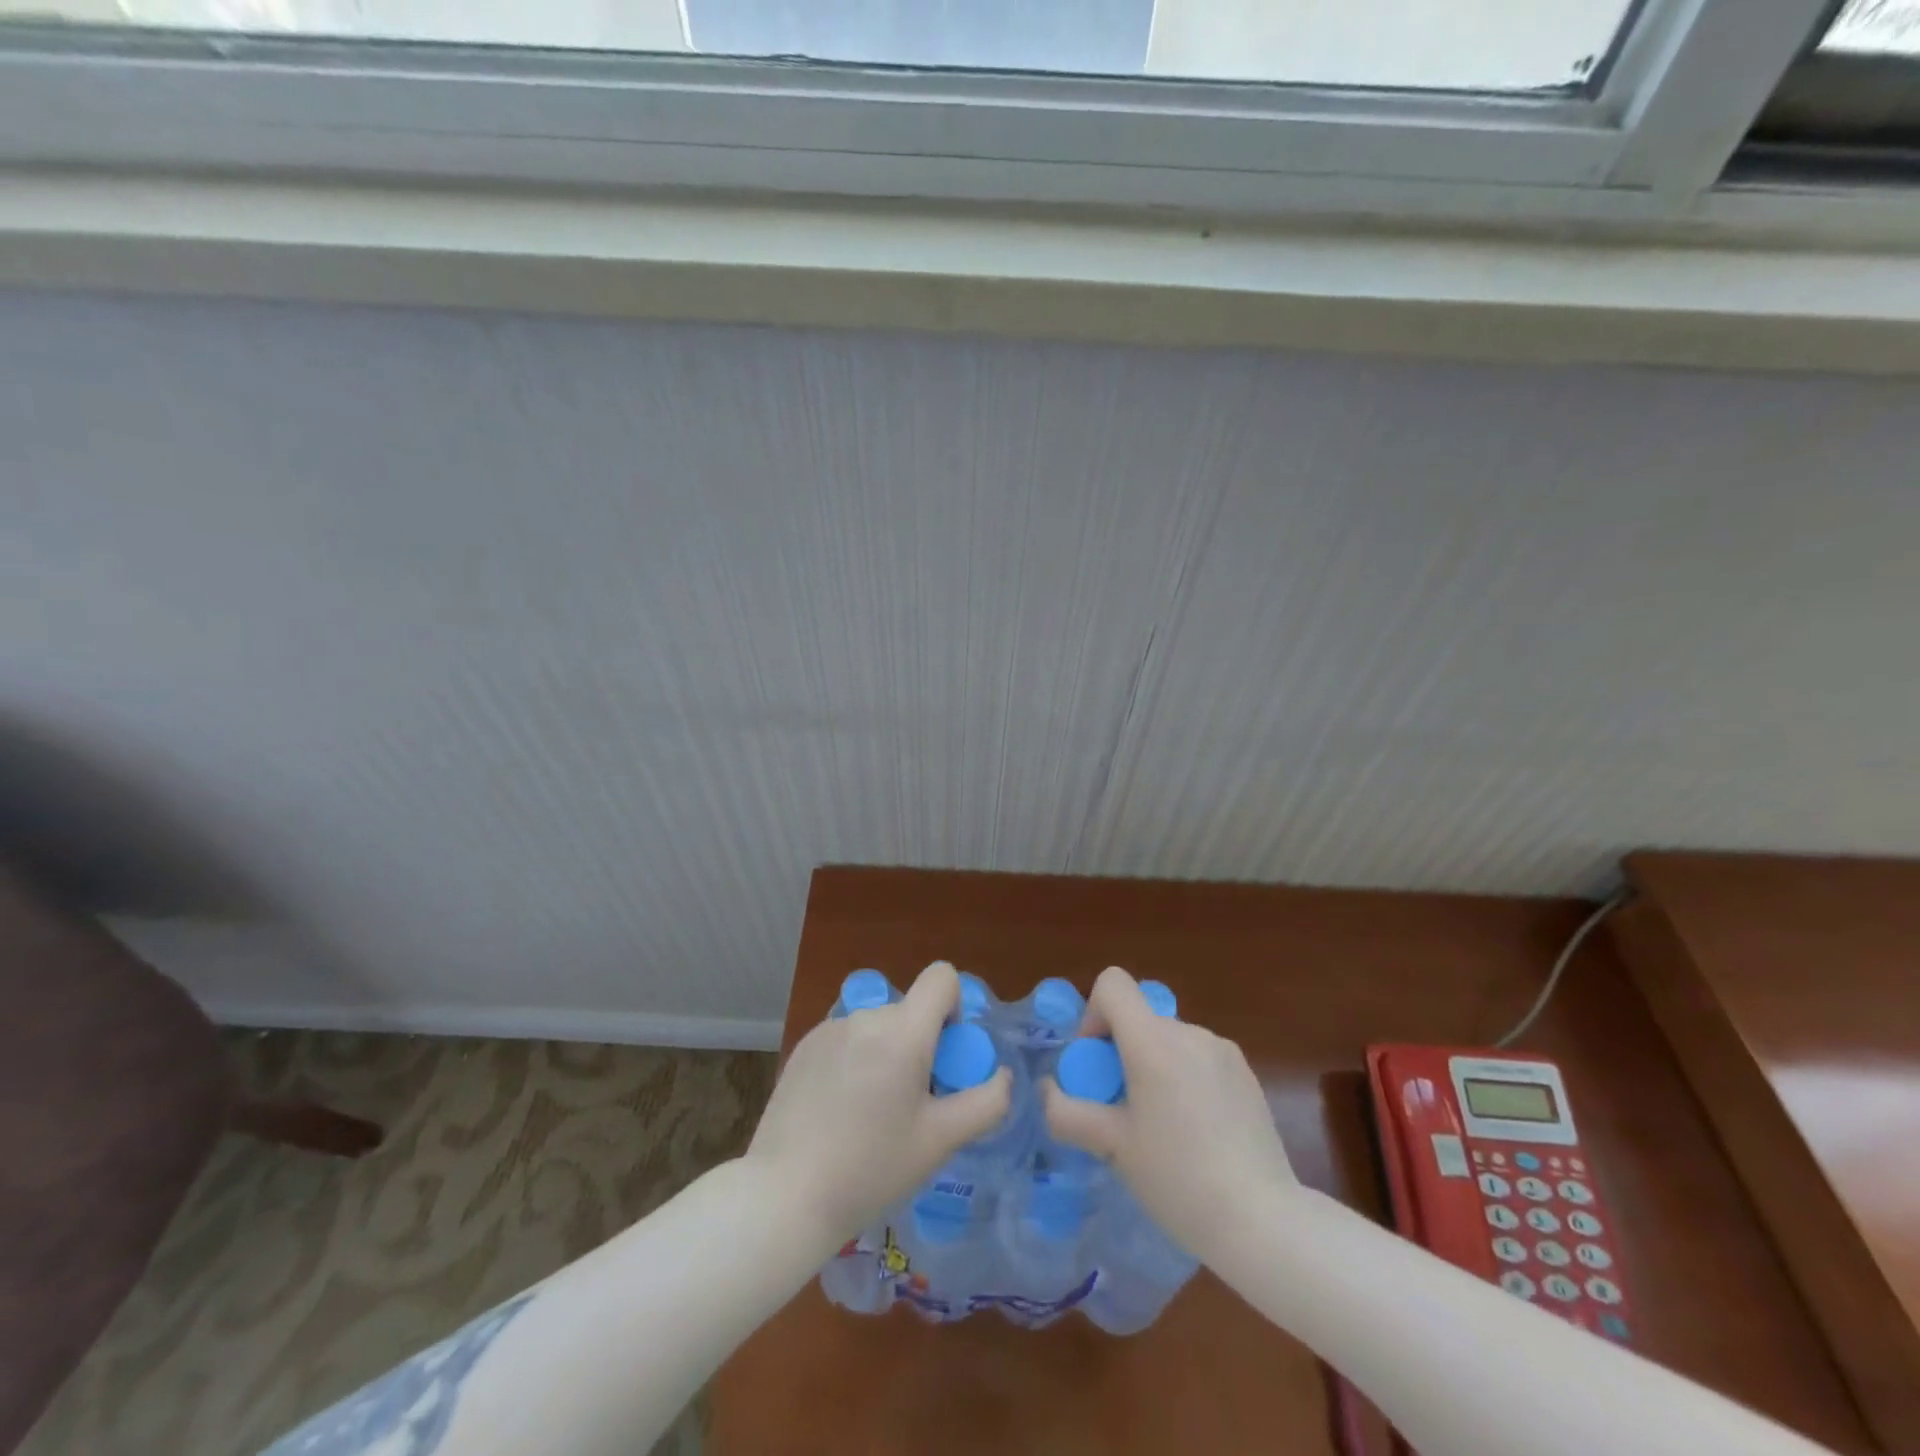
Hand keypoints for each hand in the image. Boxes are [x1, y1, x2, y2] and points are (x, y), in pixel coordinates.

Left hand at [743, 961, 1012, 1245]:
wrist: (784, 1195)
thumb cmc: (870, 1170)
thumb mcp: (940, 1142)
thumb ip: (986, 1103)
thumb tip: (1003, 1077)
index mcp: (902, 1032)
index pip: (941, 977)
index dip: (955, 1007)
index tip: (946, 1056)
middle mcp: (866, 1016)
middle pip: (910, 1009)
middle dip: (922, 1044)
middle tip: (913, 1103)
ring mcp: (830, 1028)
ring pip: (879, 1026)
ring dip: (888, 1053)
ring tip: (873, 1112)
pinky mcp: (805, 1045)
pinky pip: (849, 1037)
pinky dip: (857, 1059)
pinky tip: (841, 1109)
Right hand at [1043, 966, 1298, 1259]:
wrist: (1263, 1222)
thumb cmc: (1178, 1180)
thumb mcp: (1111, 1148)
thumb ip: (1066, 1111)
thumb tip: (1048, 1089)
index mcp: (1154, 1042)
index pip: (1112, 984)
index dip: (1093, 1015)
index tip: (1097, 1065)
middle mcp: (1189, 1032)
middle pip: (1139, 1018)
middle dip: (1120, 1053)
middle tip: (1121, 1111)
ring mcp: (1223, 1050)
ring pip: (1168, 1040)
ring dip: (1153, 1067)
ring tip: (1161, 1128)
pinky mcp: (1246, 1073)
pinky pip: (1198, 1057)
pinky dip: (1184, 1078)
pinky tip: (1196, 1132)